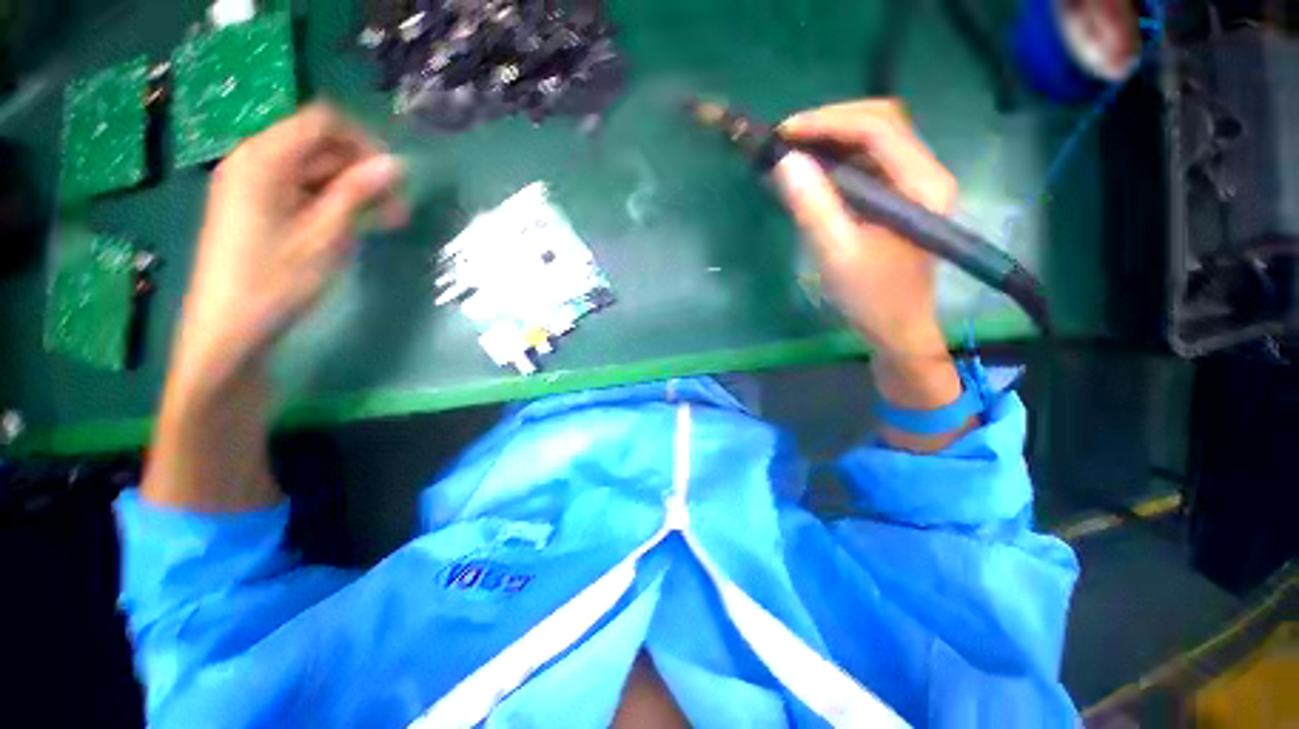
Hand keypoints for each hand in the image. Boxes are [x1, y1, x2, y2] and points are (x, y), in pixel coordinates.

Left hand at [173, 104, 405, 391]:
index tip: (396, 179)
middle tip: (399, 209)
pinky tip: (359, 225)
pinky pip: (303, 191)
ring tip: (389, 221)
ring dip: (355, 190)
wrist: (229, 330)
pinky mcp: (259, 209)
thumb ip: (358, 193)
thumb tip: (395, 165)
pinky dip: (334, 203)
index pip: (323, 122)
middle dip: (364, 171)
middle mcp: (255, 162)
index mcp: (263, 159)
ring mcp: (255, 187)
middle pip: (320, 145)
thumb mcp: (325, 236)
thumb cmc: (275, 282)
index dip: (365, 142)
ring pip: (315, 170)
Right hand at [772, 99, 956, 361]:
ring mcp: (914, 184)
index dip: (829, 122)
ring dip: (834, 138)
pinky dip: (839, 159)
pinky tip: (815, 172)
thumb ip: (812, 207)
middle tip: (788, 140)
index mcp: (921, 185)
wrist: (897, 329)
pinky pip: (870, 163)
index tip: (785, 133)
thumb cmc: (871, 297)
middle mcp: (925, 174)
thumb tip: (785, 162)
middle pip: (882, 122)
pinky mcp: (900, 197)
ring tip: (795, 153)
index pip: (879, 128)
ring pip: (875, 139)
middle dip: (832, 123)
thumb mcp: (836, 254)